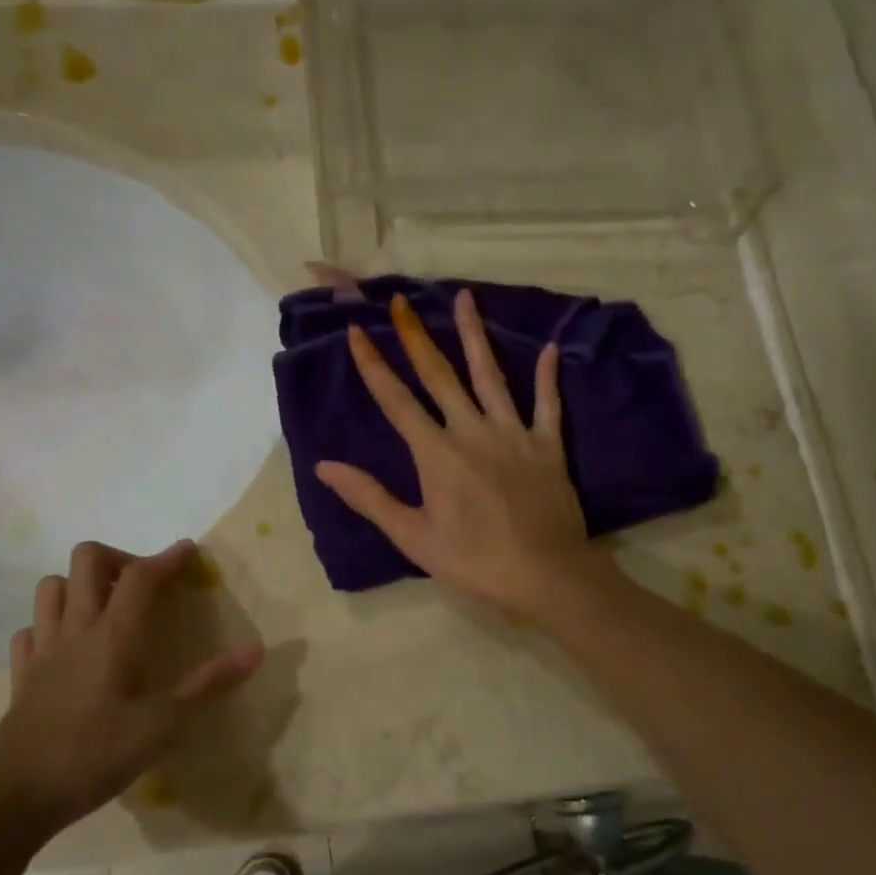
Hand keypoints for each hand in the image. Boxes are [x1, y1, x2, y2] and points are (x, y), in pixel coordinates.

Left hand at [0, 540, 262, 828]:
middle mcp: (75, 630)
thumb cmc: (95, 754)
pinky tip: (67, 645)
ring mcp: (43, 650)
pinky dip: (50, 624)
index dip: (167, 558)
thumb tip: (256, 650)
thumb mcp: (165, 725)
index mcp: (113, 636)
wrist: (15, 794)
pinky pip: (31, 629)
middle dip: (120, 558)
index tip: (189, 551)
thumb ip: (209, 684)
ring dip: (80, 584)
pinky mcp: (23, 675)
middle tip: (146, 584)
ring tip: (107, 607)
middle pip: (87, 561)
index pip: (140, 576)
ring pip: (51, 587)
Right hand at [314, 289, 599, 620]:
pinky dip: (548, 377)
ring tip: (466, 299)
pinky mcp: (548, 447)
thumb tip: (324, 466)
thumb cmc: (475, 562)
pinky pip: (547, 404)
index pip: (397, 402)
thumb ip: (370, 498)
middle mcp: (473, 432)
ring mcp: (514, 435)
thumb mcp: (414, 537)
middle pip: (440, 377)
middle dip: (416, 337)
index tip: (357, 332)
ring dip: (475, 337)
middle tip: (401, 302)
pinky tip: (551, 348)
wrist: (546, 575)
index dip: (374, 366)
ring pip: (491, 377)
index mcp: (437, 454)